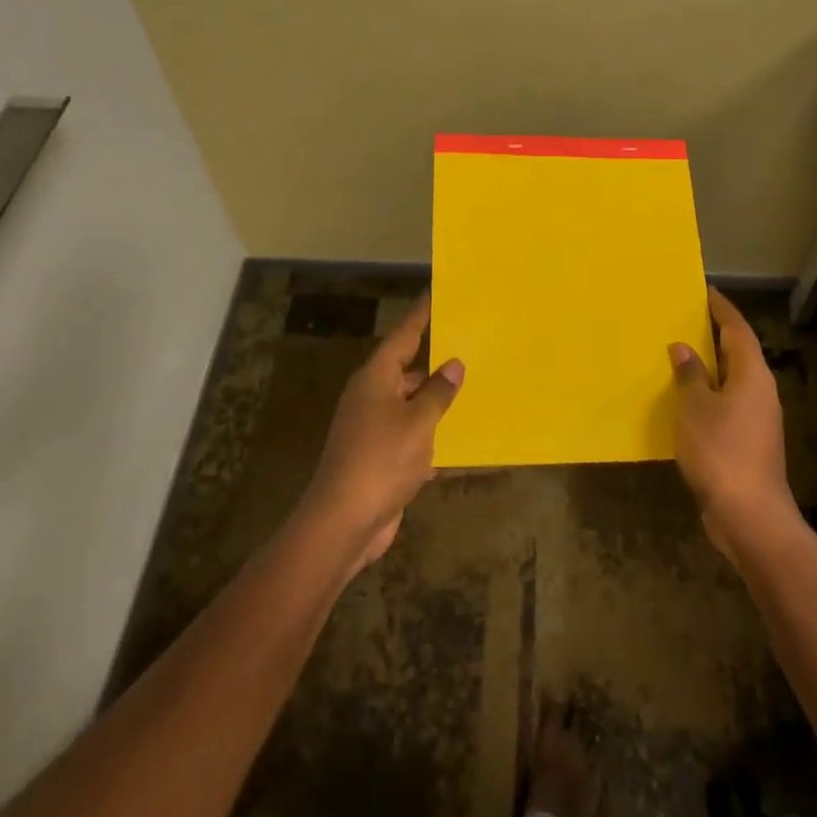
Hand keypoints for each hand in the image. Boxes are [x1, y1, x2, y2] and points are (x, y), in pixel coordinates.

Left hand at [298, 292, 462, 574]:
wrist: (343, 524)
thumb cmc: (381, 461)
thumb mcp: (418, 423)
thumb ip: (438, 392)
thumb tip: (453, 364)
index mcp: (376, 378)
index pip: (404, 336)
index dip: (421, 315)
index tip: (436, 293)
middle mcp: (372, 396)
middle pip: (407, 369)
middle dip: (436, 359)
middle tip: (470, 344)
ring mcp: (373, 428)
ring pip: (412, 404)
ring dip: (437, 400)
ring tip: (473, 388)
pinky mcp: (380, 457)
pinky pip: (412, 435)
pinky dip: (432, 434)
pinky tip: (460, 439)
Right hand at [669, 288, 797, 558]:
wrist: (749, 514)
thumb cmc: (721, 450)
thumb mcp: (696, 407)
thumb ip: (690, 374)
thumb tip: (683, 347)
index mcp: (752, 374)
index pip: (737, 329)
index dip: (721, 308)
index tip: (703, 290)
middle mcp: (759, 391)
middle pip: (737, 352)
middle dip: (712, 335)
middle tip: (682, 318)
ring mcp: (756, 418)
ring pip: (731, 380)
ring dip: (707, 367)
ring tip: (676, 354)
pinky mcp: (748, 441)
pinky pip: (725, 404)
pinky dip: (706, 395)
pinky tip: (682, 400)